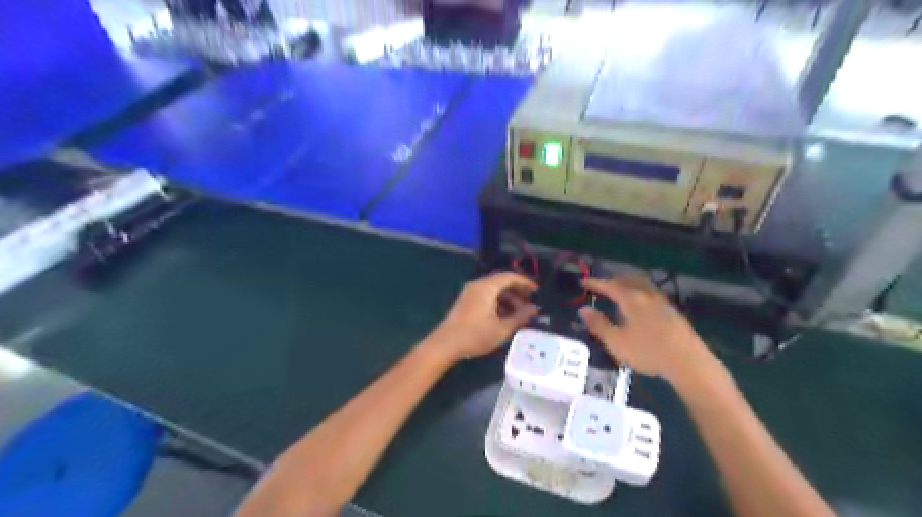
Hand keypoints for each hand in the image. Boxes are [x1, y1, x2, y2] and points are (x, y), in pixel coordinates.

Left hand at [424, 271, 541, 362]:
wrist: (445, 345)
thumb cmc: (475, 336)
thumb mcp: (502, 329)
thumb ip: (520, 317)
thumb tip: (534, 309)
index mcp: (487, 287)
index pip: (510, 276)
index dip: (525, 282)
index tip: (537, 292)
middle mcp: (478, 285)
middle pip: (502, 281)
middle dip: (518, 292)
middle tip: (531, 304)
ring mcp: (470, 292)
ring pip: (494, 289)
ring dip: (508, 298)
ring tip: (520, 314)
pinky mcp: (466, 301)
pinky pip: (486, 295)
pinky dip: (498, 302)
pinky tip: (505, 317)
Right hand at [583, 274, 712, 382]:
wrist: (688, 361)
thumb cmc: (647, 351)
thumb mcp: (616, 342)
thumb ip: (599, 325)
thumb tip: (584, 309)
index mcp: (631, 299)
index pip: (610, 285)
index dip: (596, 283)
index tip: (584, 282)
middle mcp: (646, 295)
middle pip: (629, 279)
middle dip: (614, 279)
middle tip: (603, 284)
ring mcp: (662, 302)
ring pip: (643, 284)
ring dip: (629, 283)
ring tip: (622, 289)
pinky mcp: (673, 311)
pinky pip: (652, 293)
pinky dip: (641, 291)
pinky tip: (642, 303)